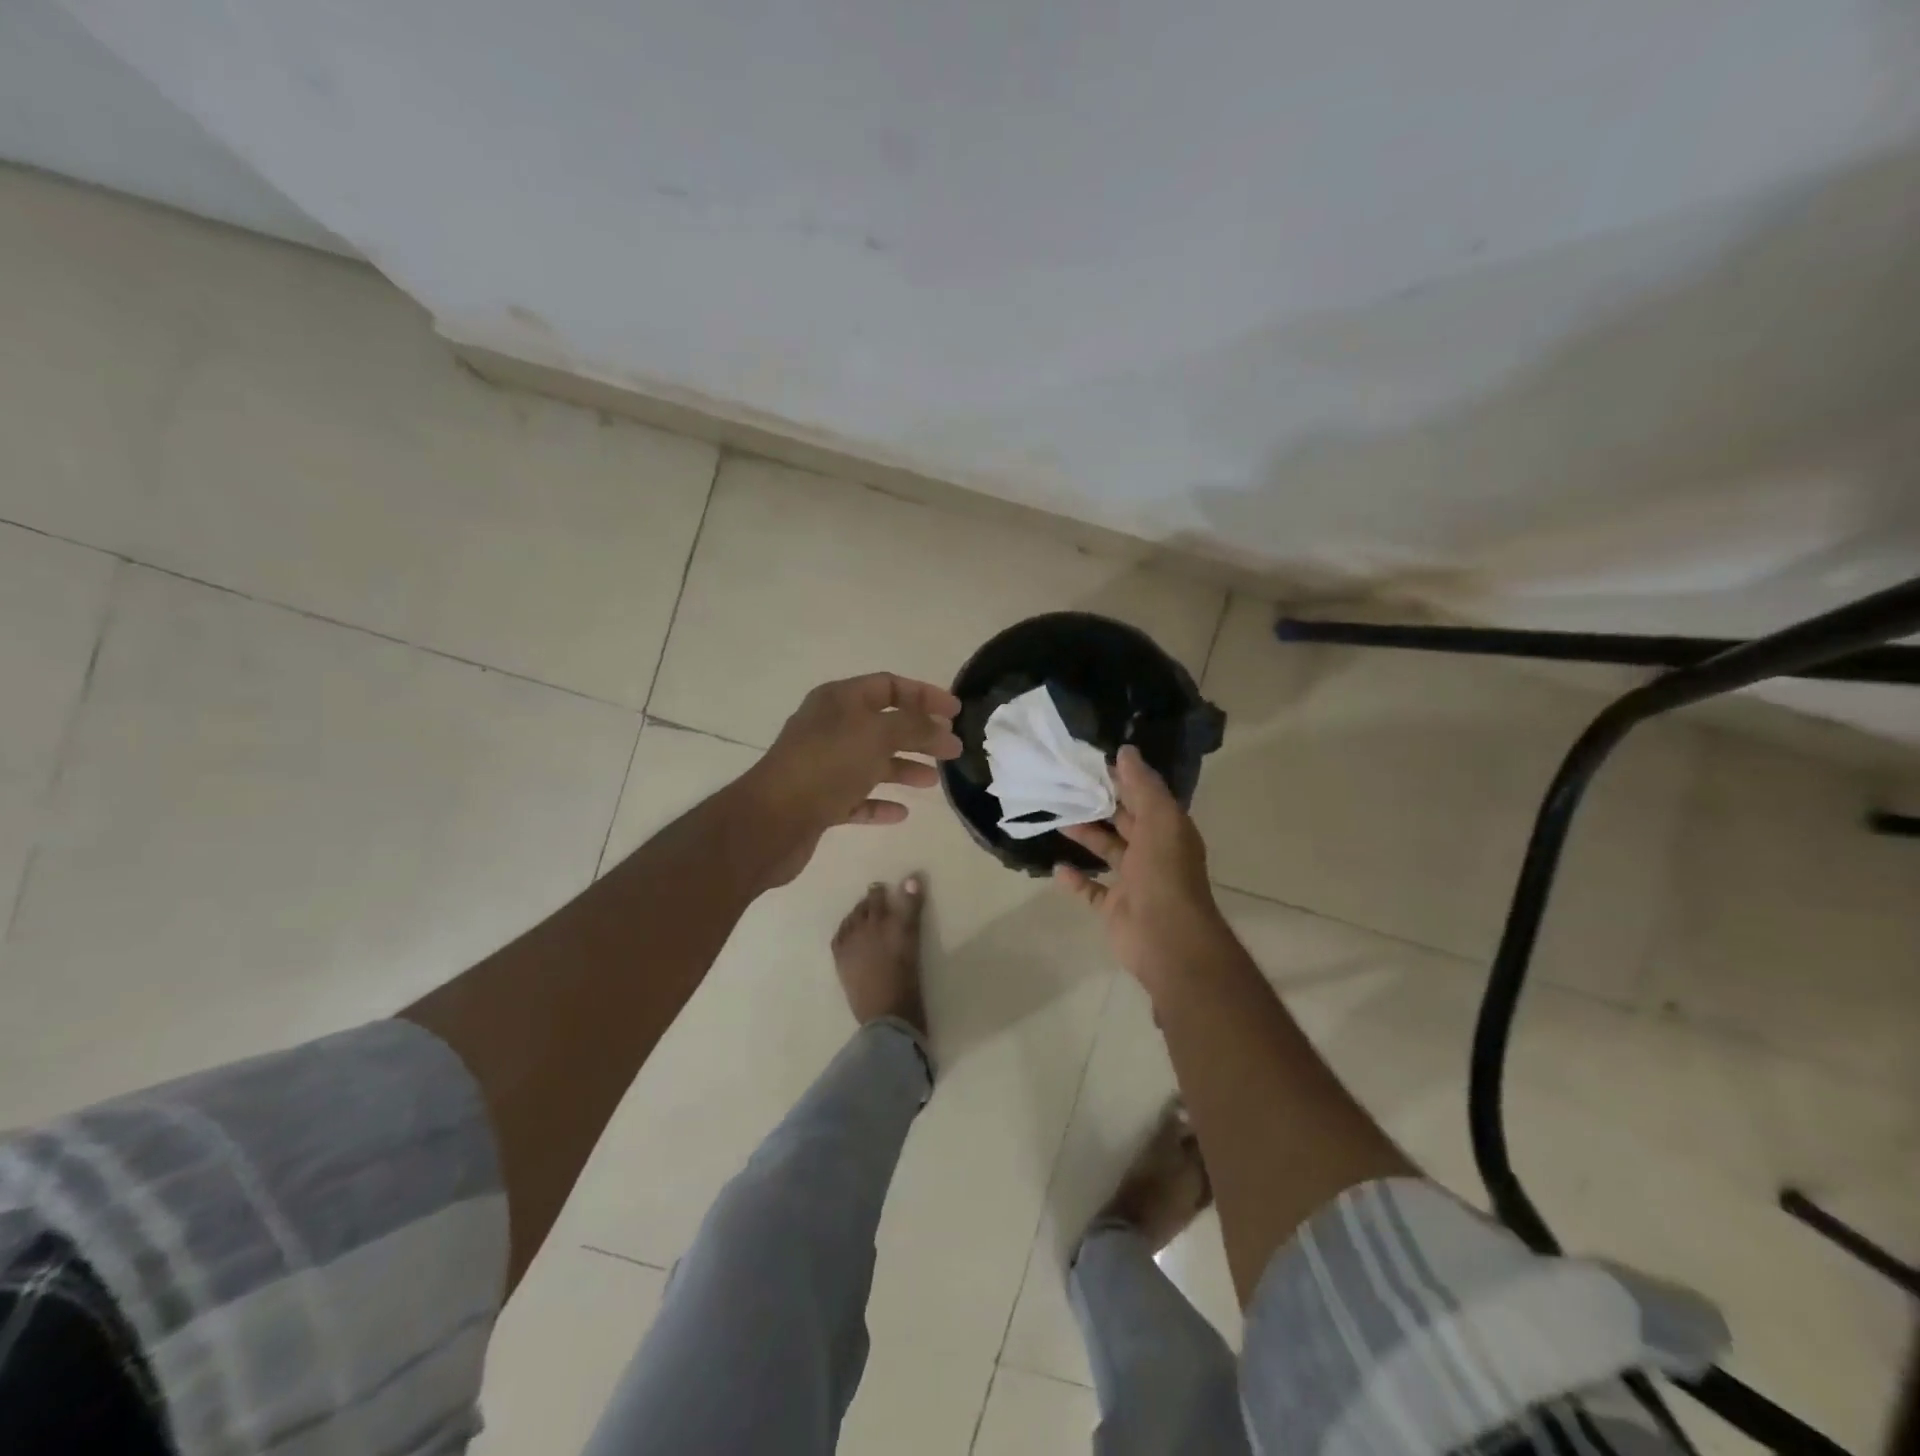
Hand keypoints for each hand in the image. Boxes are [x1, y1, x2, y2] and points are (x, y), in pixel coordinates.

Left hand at [745, 673, 962, 884]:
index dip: (924, 695)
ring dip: (904, 768)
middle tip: (953, 750)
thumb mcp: (877, 735)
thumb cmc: (826, 766)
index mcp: (839, 700)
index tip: (955, 712)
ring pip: (872, 762)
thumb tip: (943, 729)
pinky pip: (857, 797)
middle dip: (920, 735)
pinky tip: (902, 812)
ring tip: (933, 781)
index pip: (889, 685)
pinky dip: (880, 802)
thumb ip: (915, 727)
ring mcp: (823, 766)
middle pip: (884, 725)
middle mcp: (830, 728)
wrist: (772, 820)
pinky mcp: (820, 801)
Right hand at [1053, 746, 1231, 997]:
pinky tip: (1058, 867)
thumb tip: (1126, 751)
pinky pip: (1092, 890)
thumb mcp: (1159, 819)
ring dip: (1086, 836)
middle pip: (1123, 822)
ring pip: (1107, 851)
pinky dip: (1076, 879)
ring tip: (1058, 819)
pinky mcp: (1114, 907)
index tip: (1091, 763)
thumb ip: (1143, 786)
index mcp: (1167, 830)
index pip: (1143, 797)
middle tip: (1066, 786)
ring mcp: (1133, 882)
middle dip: (1099, 804)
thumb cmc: (1164, 873)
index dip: (1121, 779)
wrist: (1166, 937)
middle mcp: (1152, 853)